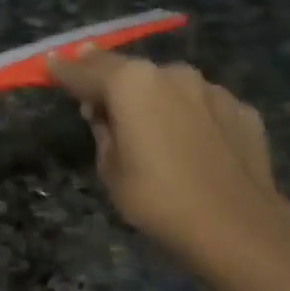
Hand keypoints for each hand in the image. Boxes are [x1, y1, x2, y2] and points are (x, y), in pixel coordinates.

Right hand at [47, 50, 289, 281]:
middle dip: (107, 76)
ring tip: (145, 122)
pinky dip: (188, 115)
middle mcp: (171, 74)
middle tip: (91, 85)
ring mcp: (211, 89)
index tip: (49, 63)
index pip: (85, 71)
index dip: (64, 70)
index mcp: (131, 84)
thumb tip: (103, 112)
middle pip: (129, 70)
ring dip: (152, 96)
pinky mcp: (241, 109)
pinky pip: (201, 105)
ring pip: (169, 85)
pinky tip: (188, 142)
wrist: (237, 226)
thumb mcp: (110, 169)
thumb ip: (103, 130)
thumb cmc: (157, 199)